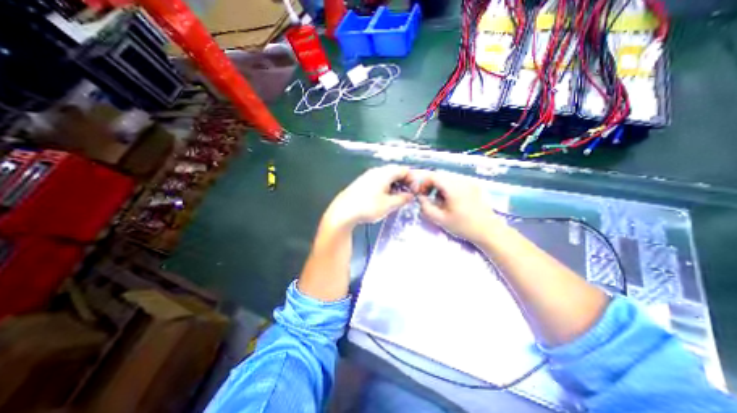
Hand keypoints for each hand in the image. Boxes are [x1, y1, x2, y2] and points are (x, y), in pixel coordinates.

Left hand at [323, 165, 412, 227]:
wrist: (343, 212)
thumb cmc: (368, 207)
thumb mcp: (388, 205)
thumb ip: (402, 199)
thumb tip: (411, 195)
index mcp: (384, 173)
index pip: (403, 170)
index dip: (412, 179)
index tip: (415, 191)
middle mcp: (376, 171)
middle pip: (395, 172)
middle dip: (404, 182)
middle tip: (408, 195)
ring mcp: (367, 176)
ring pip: (386, 177)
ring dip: (395, 186)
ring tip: (398, 198)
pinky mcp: (362, 183)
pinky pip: (378, 181)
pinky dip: (386, 188)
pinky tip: (385, 198)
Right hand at [409, 169, 506, 246]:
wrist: (489, 231)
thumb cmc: (463, 226)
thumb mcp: (440, 219)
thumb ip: (426, 207)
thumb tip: (419, 197)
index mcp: (454, 188)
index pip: (433, 176)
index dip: (423, 183)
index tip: (420, 194)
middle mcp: (462, 181)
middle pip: (440, 176)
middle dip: (430, 185)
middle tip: (426, 197)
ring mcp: (469, 183)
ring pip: (448, 179)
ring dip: (439, 187)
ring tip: (438, 200)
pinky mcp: (473, 187)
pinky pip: (456, 182)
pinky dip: (447, 188)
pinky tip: (449, 200)